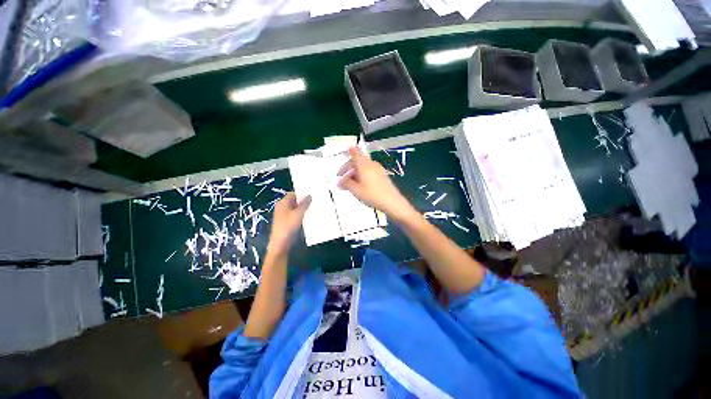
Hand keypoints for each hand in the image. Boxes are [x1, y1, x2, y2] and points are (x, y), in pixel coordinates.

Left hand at [268, 192, 310, 255]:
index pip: (293, 193)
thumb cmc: (288, 226)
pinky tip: (310, 216)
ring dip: (304, 208)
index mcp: (282, 203)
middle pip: (294, 201)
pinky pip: (296, 215)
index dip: (301, 193)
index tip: (312, 193)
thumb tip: (309, 195)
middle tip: (315, 200)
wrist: (281, 244)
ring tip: (314, 207)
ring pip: (296, 208)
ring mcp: (284, 215)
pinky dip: (302, 215)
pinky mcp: (287, 222)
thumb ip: (304, 204)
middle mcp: (282, 208)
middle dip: (304, 201)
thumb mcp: (298, 214)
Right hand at [338, 147, 415, 221]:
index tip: (347, 150)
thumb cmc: (372, 195)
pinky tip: (361, 185)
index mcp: (364, 165)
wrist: (391, 202)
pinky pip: (370, 172)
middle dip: (350, 168)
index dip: (350, 152)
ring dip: (356, 173)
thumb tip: (339, 181)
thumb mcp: (355, 190)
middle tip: (343, 177)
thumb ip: (346, 184)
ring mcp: (378, 170)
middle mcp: (371, 165)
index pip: (355, 155)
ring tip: (351, 184)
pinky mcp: (382, 176)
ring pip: (364, 167)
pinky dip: (363, 175)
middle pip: (359, 161)